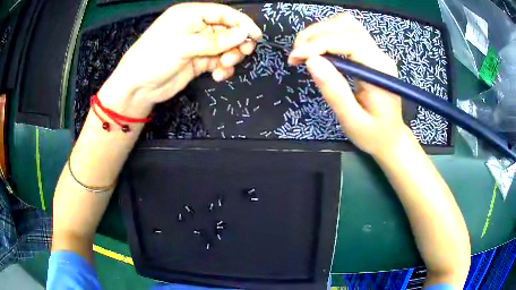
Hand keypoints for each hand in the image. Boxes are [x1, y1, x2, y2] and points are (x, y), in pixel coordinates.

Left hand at [98, 3, 261, 115]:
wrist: (137, 88)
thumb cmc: (155, 58)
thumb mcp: (184, 46)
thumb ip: (216, 41)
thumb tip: (244, 34)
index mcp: (191, 14)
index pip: (223, 13)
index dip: (241, 23)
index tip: (256, 36)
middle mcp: (196, 27)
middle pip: (227, 30)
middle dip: (236, 42)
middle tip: (241, 54)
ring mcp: (197, 45)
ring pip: (225, 47)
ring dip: (230, 56)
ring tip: (225, 66)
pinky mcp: (198, 61)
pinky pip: (218, 61)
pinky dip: (222, 68)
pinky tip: (219, 75)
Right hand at [288, 13, 407, 157]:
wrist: (391, 138)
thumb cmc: (373, 135)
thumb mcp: (352, 121)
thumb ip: (335, 92)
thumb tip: (311, 61)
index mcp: (379, 70)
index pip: (349, 41)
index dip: (318, 43)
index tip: (296, 58)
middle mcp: (379, 54)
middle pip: (346, 25)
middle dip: (315, 34)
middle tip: (295, 55)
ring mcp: (375, 51)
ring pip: (345, 23)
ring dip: (320, 31)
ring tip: (303, 50)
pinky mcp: (369, 53)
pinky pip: (346, 31)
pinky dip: (326, 34)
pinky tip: (316, 49)